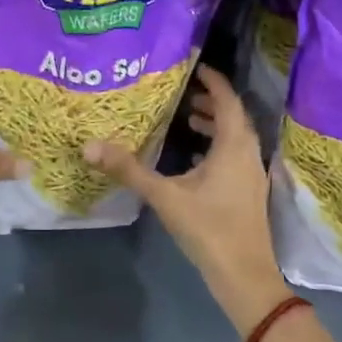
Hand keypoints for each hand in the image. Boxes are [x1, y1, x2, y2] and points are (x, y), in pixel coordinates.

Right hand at [83, 66, 290, 336]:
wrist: (244, 275)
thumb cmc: (208, 228)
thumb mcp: (164, 196)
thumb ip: (129, 170)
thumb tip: (90, 146)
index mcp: (234, 146)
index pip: (227, 100)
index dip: (213, 81)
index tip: (196, 66)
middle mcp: (248, 154)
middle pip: (234, 117)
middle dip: (211, 102)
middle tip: (184, 94)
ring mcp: (252, 175)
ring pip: (236, 139)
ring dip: (215, 126)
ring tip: (188, 121)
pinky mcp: (248, 192)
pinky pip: (235, 157)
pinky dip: (217, 148)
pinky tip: (194, 161)